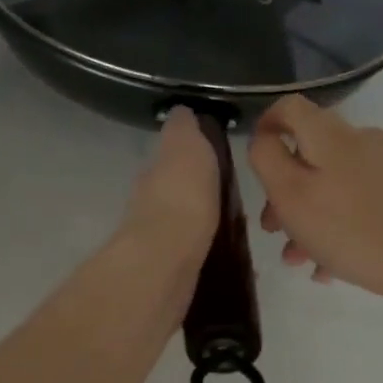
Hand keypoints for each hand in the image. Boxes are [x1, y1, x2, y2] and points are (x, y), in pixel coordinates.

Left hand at [118, 107, 219, 270]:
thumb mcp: (185, 146)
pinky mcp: (171, 271)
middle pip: (175, 193)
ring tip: (233, 228)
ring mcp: (158, 240)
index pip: (170, 159)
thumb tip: (180, 111)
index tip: (216, 161)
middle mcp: (149, 204)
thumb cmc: (181, 195)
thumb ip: (183, 129)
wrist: (167, 258)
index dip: (190, 157)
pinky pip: (194, 255)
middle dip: (196, 193)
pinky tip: (227, 257)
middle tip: (229, 197)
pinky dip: (207, 252)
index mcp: (154, 173)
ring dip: (202, 223)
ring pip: (184, 224)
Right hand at [248, 95, 382, 315]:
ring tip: (298, 259)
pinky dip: (336, 228)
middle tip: (271, 229)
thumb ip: (268, 160)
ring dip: (307, 218)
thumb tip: (262, 138)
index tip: (254, 164)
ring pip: (331, 184)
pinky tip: (329, 268)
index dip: (264, 126)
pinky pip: (357, 203)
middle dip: (283, 191)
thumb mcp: (292, 196)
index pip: (288, 108)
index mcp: (328, 135)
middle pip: (308, 154)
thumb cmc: (353, 229)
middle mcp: (359, 142)